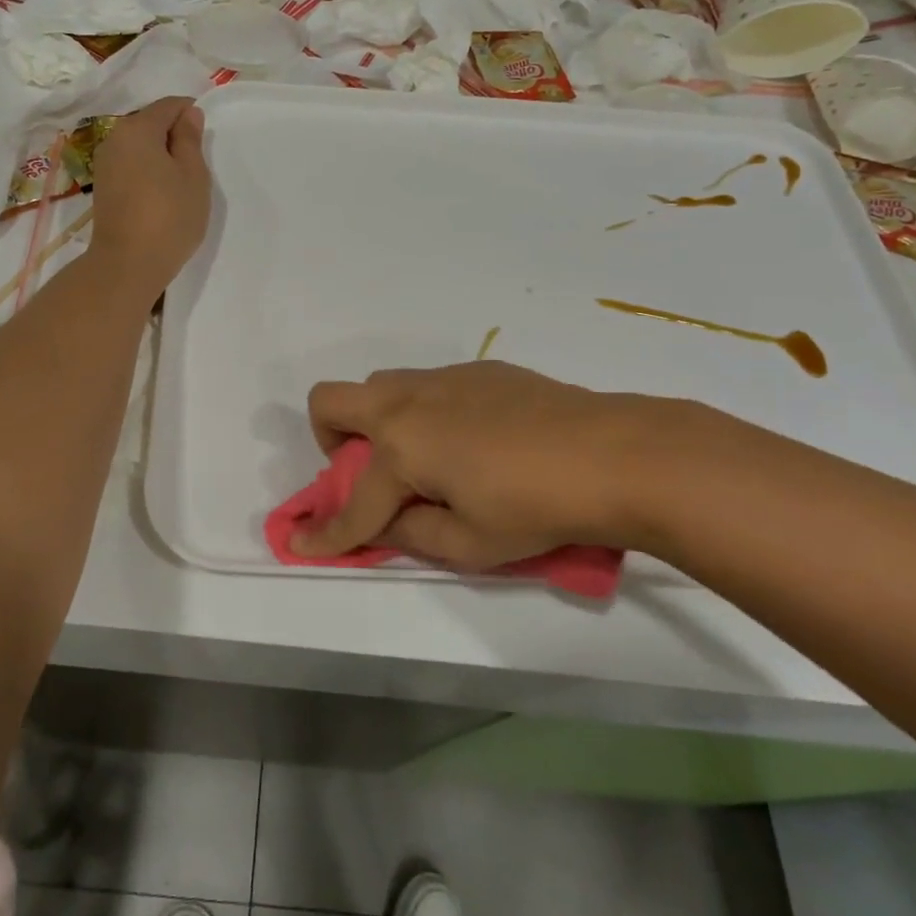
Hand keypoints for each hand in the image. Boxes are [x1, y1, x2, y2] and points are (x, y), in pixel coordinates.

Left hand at [89, 97, 209, 299]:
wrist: (128, 263)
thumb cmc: (169, 216)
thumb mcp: (193, 175)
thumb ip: (190, 139)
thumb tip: (188, 114)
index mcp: (138, 129)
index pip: (169, 105)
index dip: (190, 114)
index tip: (206, 139)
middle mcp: (114, 138)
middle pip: (150, 122)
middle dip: (174, 136)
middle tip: (196, 165)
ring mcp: (104, 163)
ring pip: (139, 145)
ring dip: (160, 155)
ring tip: (180, 183)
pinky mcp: (102, 186)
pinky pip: (130, 164)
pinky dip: (147, 170)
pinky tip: (161, 194)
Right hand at [292, 362, 709, 568]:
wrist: (613, 452)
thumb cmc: (536, 508)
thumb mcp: (471, 544)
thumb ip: (413, 534)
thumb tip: (387, 520)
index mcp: (401, 447)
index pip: (352, 502)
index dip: (325, 533)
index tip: (302, 546)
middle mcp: (408, 402)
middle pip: (332, 401)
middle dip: (330, 439)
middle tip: (367, 473)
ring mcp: (442, 379)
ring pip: (380, 386)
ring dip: (378, 421)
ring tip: (424, 459)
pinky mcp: (478, 370)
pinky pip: (427, 385)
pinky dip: (425, 412)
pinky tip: (474, 441)